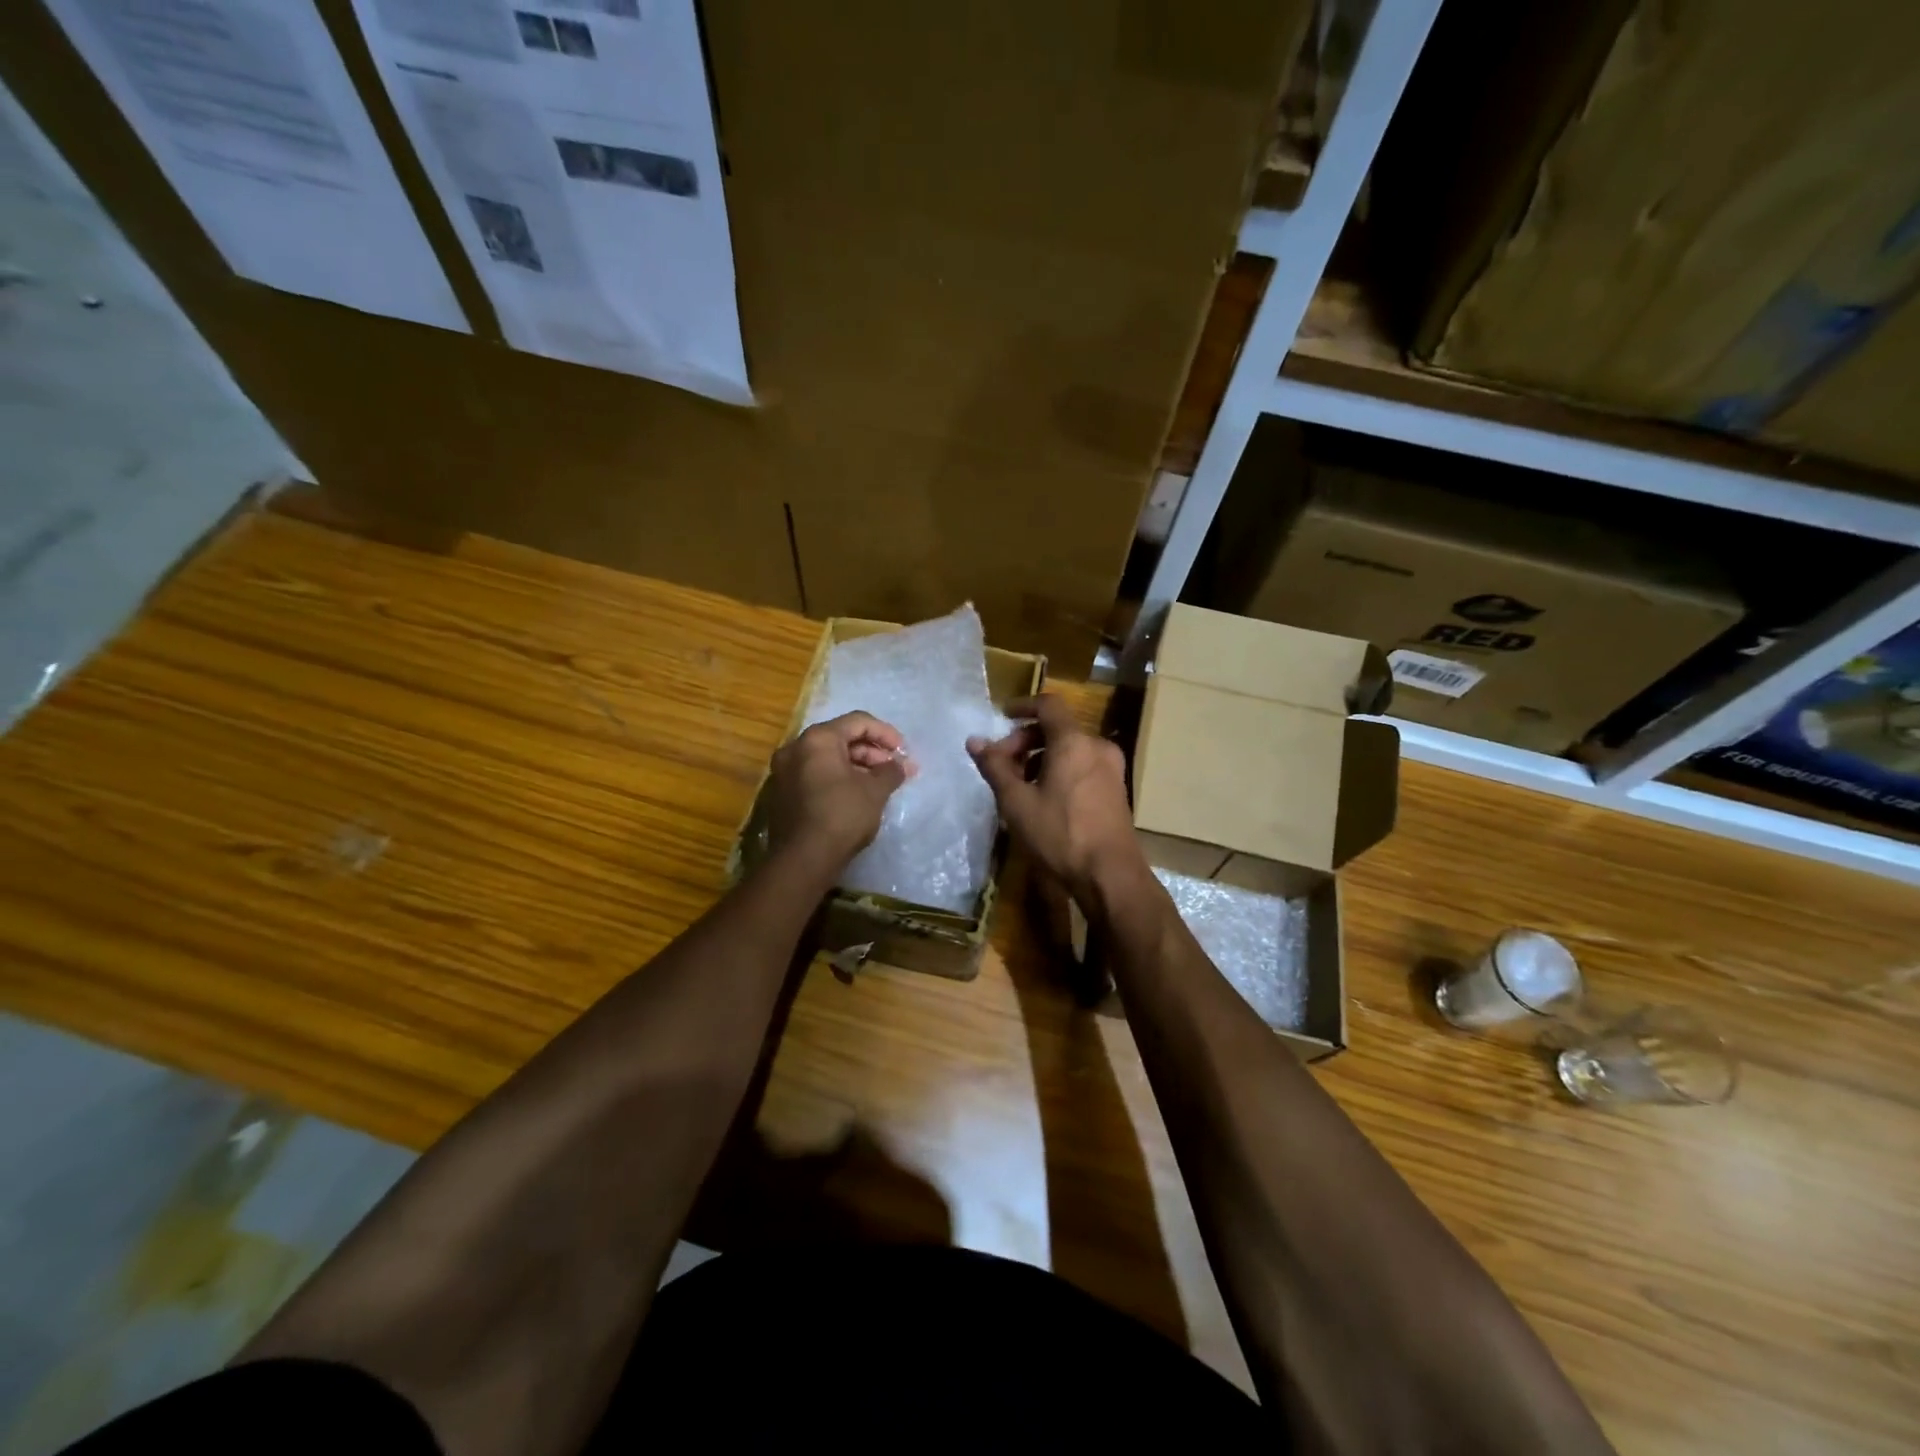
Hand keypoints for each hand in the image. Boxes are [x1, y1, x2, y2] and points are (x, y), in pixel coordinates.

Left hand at [767, 712, 910, 868]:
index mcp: (817, 739)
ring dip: (857, 767)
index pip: (858, 722)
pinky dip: (838, 779)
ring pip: (827, 758)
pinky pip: (815, 775)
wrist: (803, 859)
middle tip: (894, 770)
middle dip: (872, 752)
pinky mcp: (782, 794)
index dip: (885, 733)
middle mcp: (795, 748)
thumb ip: (890, 771)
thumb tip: (899, 765)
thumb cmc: (842, 815)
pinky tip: (858, 795)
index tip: (903, 752)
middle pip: (841, 739)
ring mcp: (784, 772)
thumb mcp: (875, 791)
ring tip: (880, 784)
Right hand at [967, 695, 1143, 901]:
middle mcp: (1097, 746)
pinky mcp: (1116, 789)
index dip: (1022, 706)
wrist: (1110, 875)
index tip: (1001, 716)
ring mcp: (1111, 768)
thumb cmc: (1059, 835)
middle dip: (1025, 740)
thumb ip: (995, 767)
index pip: (1048, 705)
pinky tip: (1043, 798)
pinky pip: (1083, 765)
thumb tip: (974, 741)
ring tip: (1018, 785)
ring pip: (1070, 749)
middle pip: (1057, 728)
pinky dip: (1060, 770)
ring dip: (1041, 757)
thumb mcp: (1017, 802)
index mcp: (1073, 741)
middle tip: (1002, 765)